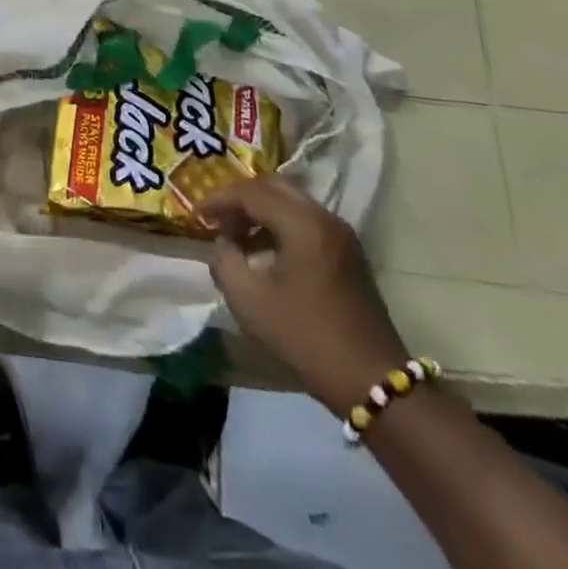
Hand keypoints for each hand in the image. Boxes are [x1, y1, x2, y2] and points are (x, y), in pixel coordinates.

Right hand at [201, 175, 410, 413]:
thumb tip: (223, 242)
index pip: (251, 192)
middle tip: (216, 218)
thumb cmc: (307, 338)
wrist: (373, 381)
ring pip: (290, 203)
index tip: (195, 214)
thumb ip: (225, 261)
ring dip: (260, 212)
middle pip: (273, 187)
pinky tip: (263, 252)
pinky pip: (305, 221)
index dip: (218, 199)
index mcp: (302, 223)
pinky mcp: (347, 252)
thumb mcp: (250, 302)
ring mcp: (340, 233)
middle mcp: (324, 217)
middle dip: (240, 199)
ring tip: (235, 237)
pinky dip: (280, 225)